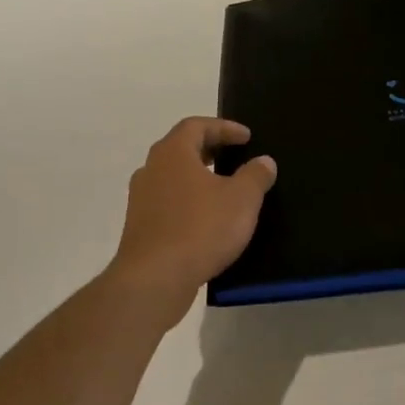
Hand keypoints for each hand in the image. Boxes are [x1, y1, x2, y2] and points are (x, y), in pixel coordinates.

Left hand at [106, 118, 276, 325]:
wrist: (155, 279)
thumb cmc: (201, 229)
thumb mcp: (242, 200)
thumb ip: (255, 176)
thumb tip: (264, 161)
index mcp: (173, 154)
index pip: (196, 126)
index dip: (224, 127)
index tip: (247, 137)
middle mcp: (151, 170)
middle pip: (181, 148)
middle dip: (209, 149)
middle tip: (234, 156)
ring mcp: (141, 199)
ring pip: (173, 177)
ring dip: (198, 177)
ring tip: (224, 188)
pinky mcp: (140, 227)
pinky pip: (168, 202)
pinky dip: (189, 201)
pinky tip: (207, 219)